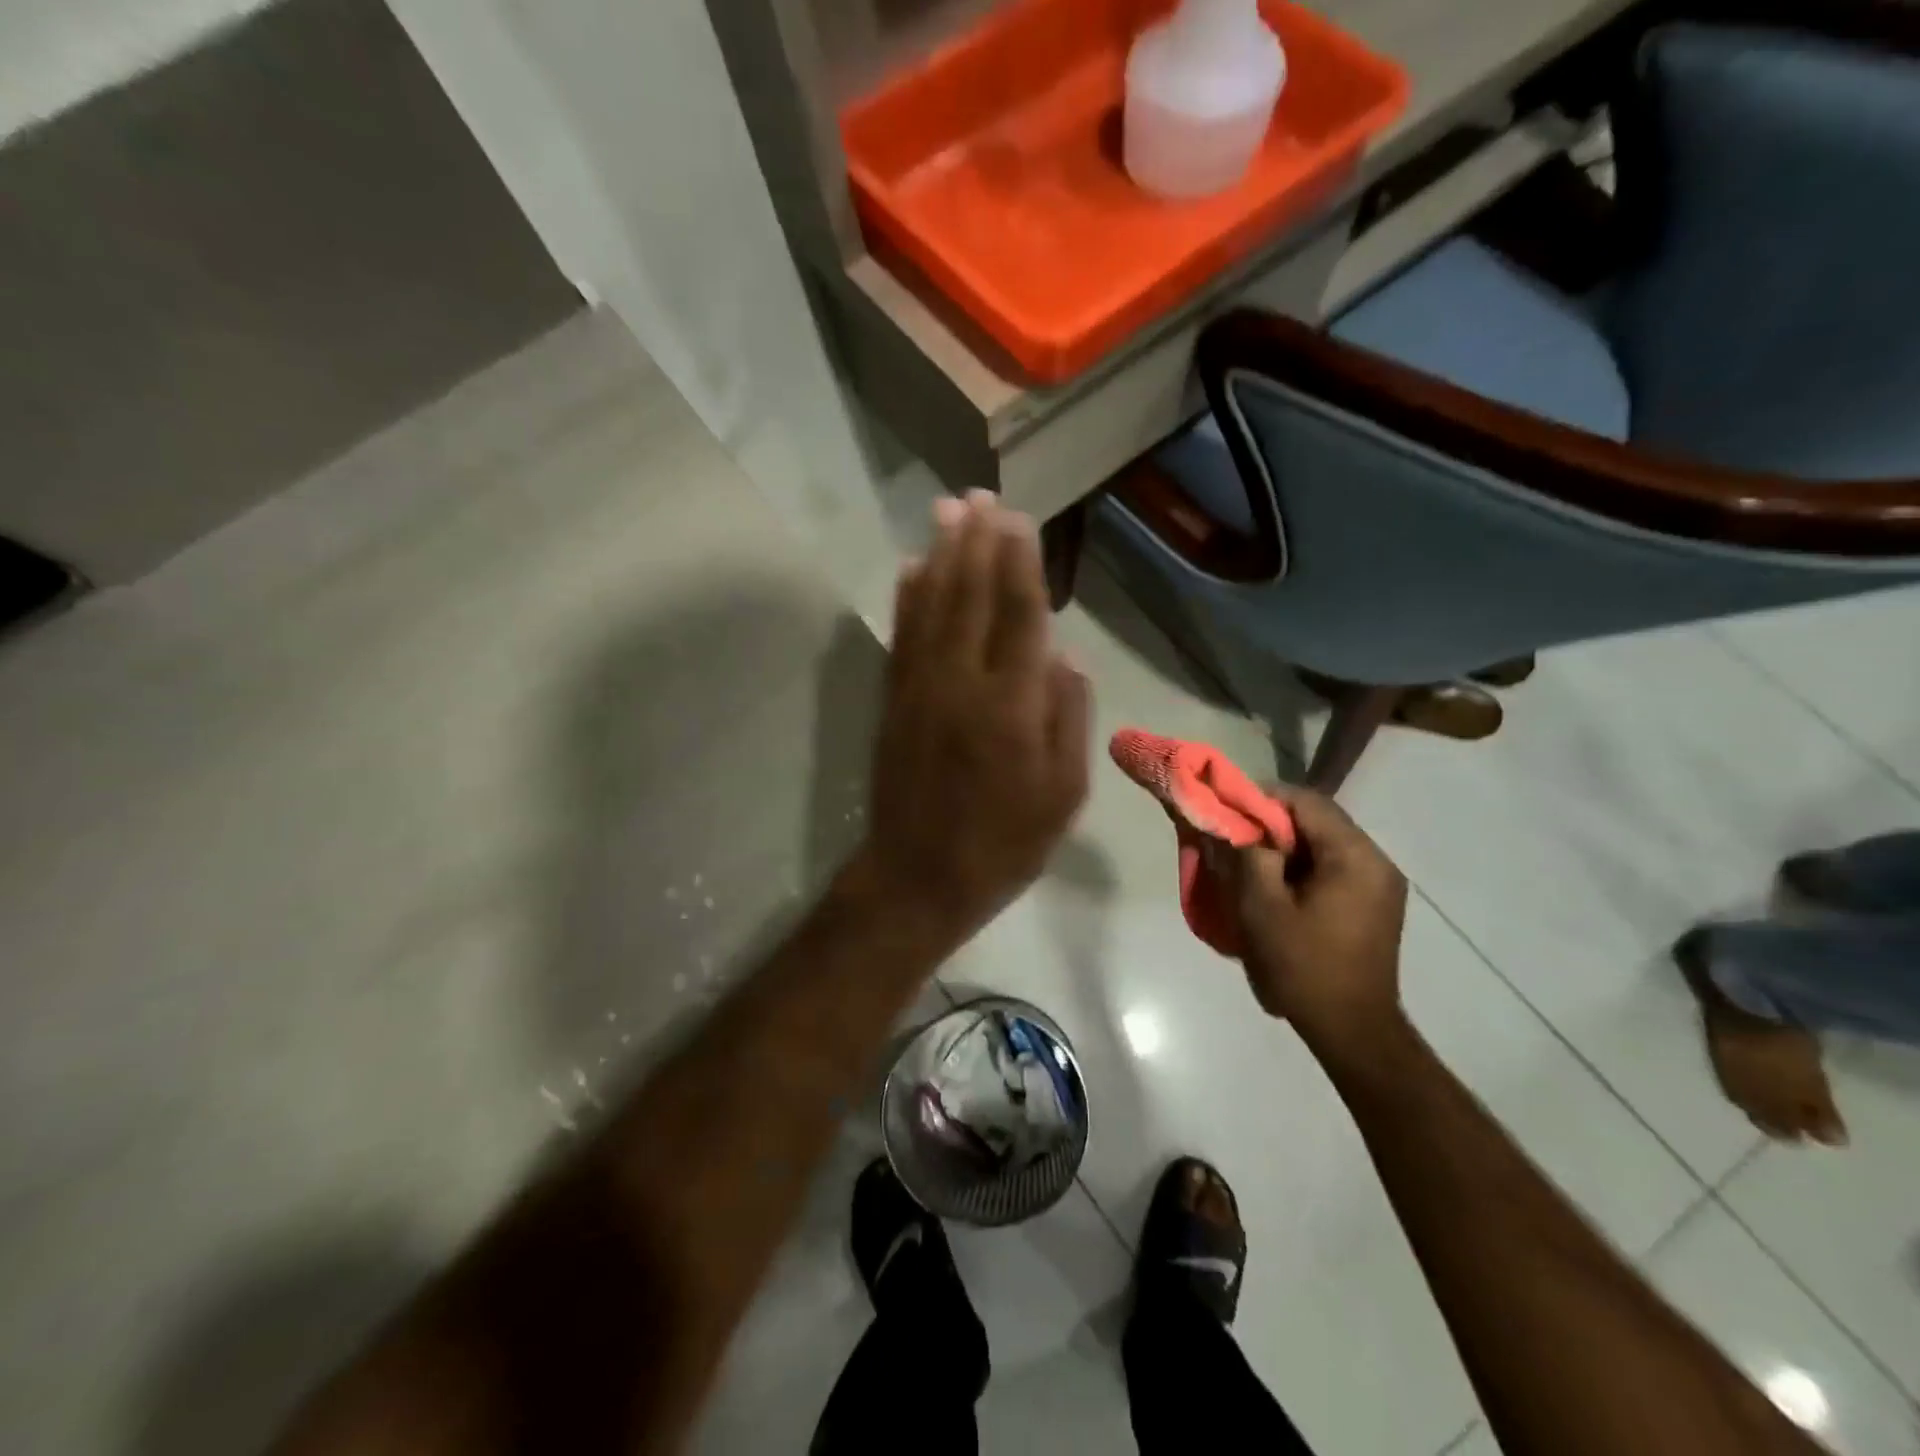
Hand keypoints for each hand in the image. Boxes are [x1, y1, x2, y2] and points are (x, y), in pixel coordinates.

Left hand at [862, 491, 1090, 941]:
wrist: (918, 877)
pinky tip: (909, 568)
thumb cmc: (1003, 843)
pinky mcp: (893, 701)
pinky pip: (901, 636)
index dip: (1018, 563)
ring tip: (947, 511)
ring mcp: (919, 689)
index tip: (1018, 521)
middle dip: (977, 543)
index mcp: (1011, 706)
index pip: (1018, 615)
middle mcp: (961, 683)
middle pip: (970, 597)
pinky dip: (906, 597)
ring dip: (940, 555)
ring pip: (930, 606)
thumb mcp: (1063, 795)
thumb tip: (1064, 655)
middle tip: (980, 496)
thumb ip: (1068, 718)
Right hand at [1218, 785, 1408, 1062]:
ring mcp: (1380, 884)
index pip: (1306, 802)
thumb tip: (1237, 825)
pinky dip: (1303, 866)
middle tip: (1234, 838)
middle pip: (1318, 820)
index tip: (1228, 810)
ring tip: (1251, 863)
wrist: (1352, 1030)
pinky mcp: (1375, 904)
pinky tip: (1278, 886)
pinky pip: (1334, 866)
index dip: (1262, 798)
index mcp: (1354, 857)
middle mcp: (1376, 861)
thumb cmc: (1303, 966)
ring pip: (1325, 843)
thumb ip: (1248, 855)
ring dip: (1287, 846)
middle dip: (1273, 823)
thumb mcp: (1262, 906)